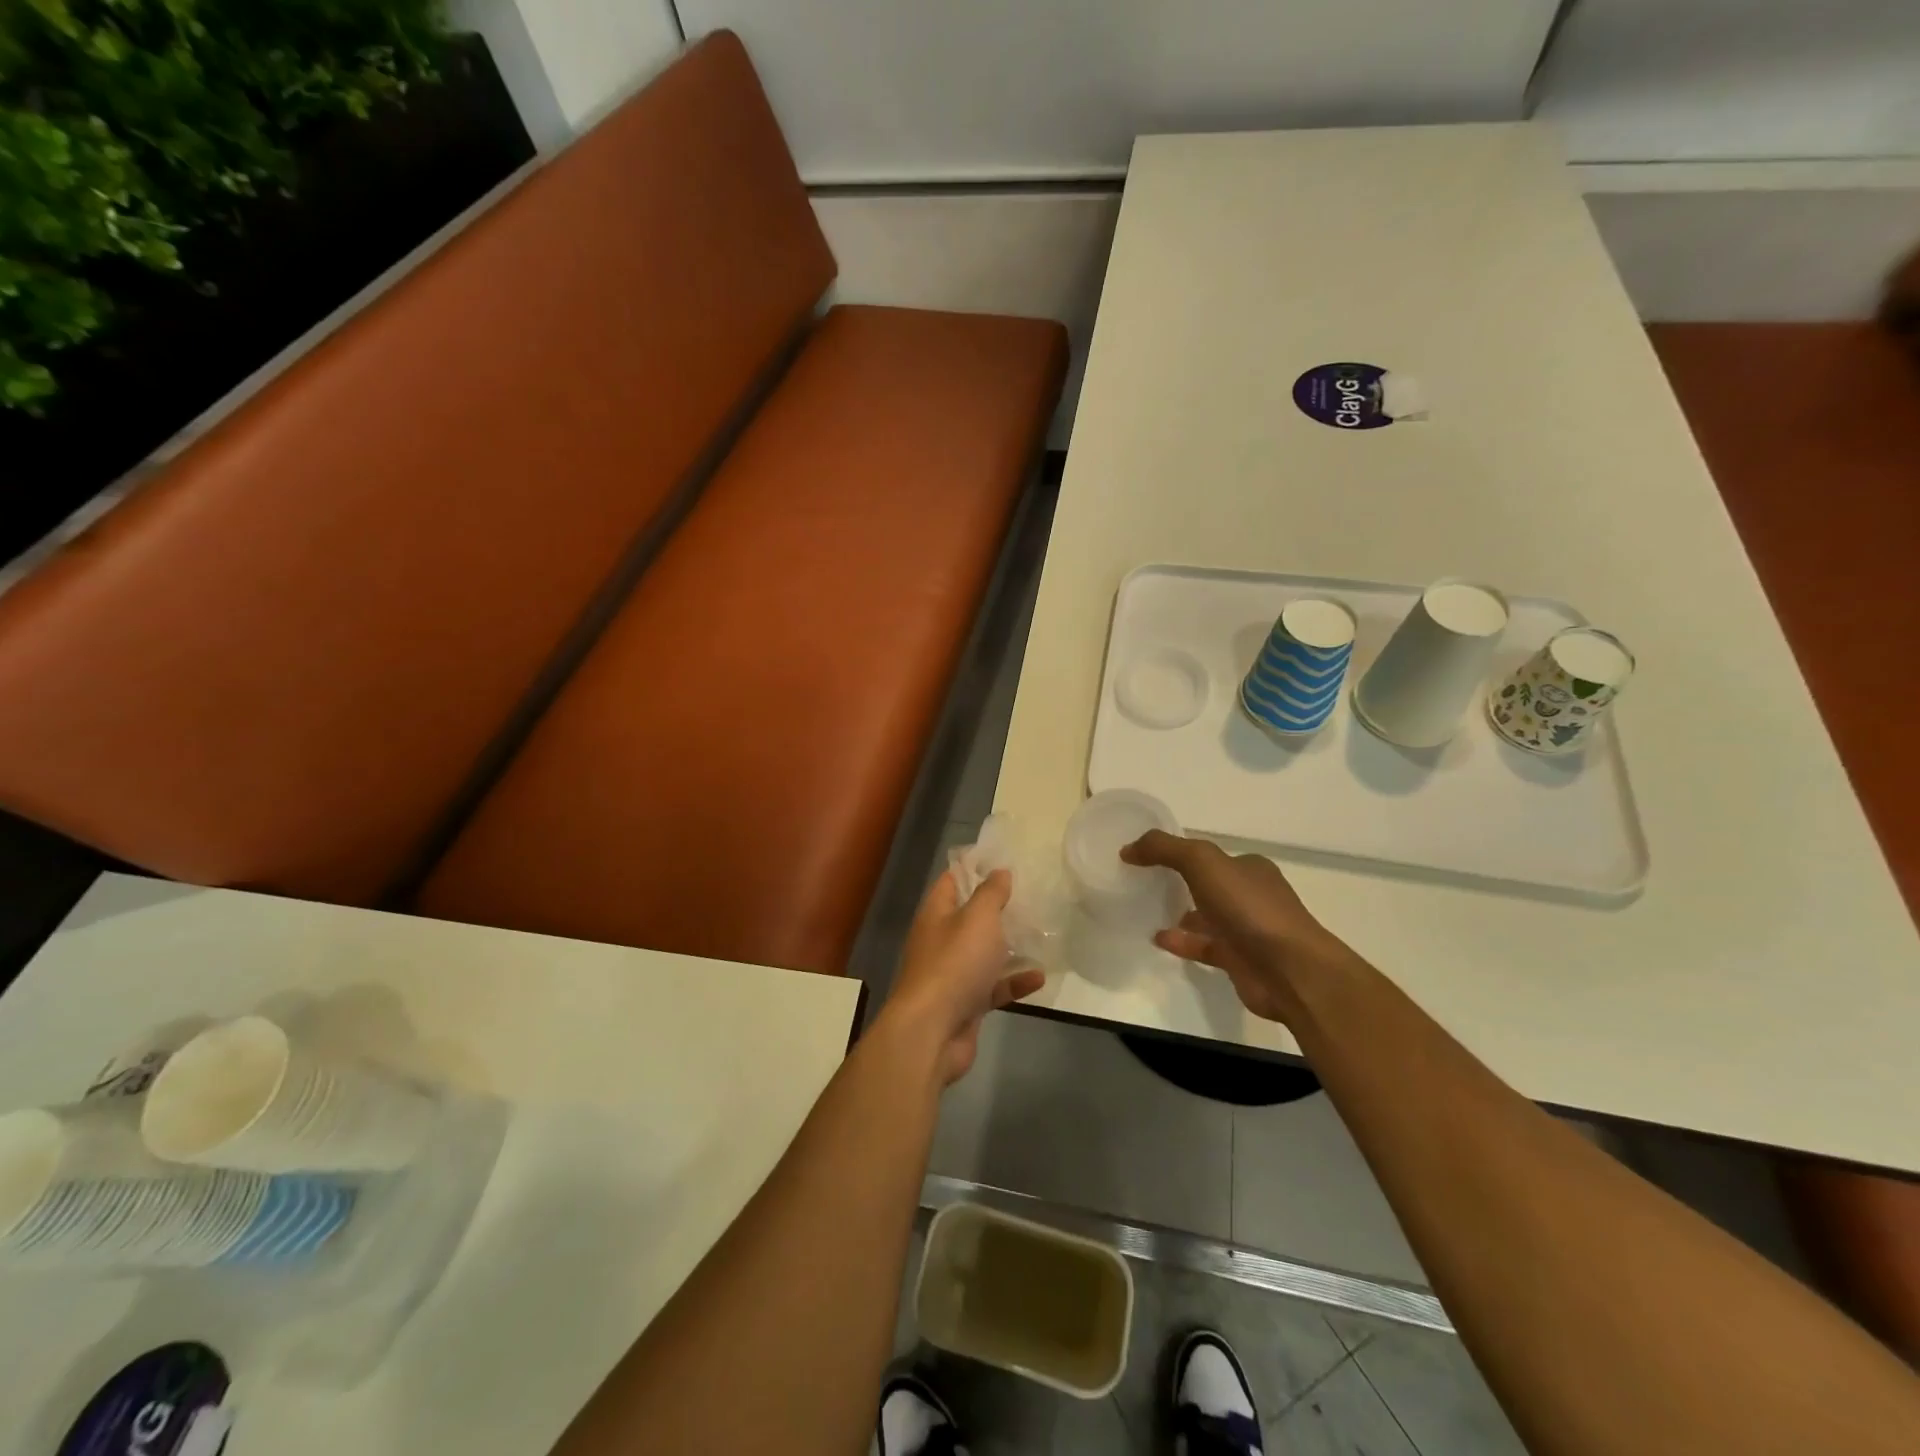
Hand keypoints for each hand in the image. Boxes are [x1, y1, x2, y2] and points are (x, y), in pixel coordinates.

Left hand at [881, 870, 1045, 1084]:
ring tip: (1041, 934)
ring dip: (1009, 947)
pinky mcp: (966, 1003)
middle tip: (1031, 896)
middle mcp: (941, 940)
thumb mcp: (978, 918)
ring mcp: (952, 974)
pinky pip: (994, 987)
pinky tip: (1040, 977)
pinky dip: (1014, 982)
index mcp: (936, 914)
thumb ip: (990, 893)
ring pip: (984, 954)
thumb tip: (999, 871)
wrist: (932, 1032)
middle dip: (997, 908)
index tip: (1002, 859)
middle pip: (970, 918)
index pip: (952, 881)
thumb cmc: (954, 963)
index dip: (974, 867)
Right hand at [1121, 830, 1356, 1023]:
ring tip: (1145, 911)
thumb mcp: (1202, 862)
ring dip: (1181, 913)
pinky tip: (1158, 939)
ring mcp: (1247, 930)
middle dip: (1182, 882)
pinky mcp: (1240, 960)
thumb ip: (1164, 849)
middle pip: (1210, 884)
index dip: (1179, 852)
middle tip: (1144, 883)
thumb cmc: (1249, 908)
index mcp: (1249, 868)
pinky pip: (1205, 946)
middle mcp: (1251, 896)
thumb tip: (1128, 848)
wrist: (1289, 970)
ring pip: (1208, 917)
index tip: (1146, 856)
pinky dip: (1182, 942)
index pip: (1210, 855)